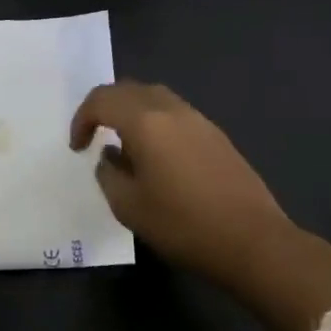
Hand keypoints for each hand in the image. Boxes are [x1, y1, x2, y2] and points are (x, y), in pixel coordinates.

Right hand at [70, 80, 295, 285]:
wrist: (252, 240)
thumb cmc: (183, 225)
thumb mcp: (129, 206)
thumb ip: (109, 174)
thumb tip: (110, 157)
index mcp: (146, 122)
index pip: (102, 100)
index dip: (82, 119)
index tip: (77, 147)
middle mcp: (172, 110)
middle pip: (129, 90)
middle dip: (105, 108)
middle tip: (94, 136)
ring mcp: (199, 120)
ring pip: (155, 98)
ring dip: (132, 113)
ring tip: (125, 146)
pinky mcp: (217, 136)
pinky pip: (176, 115)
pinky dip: (156, 123)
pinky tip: (157, 157)